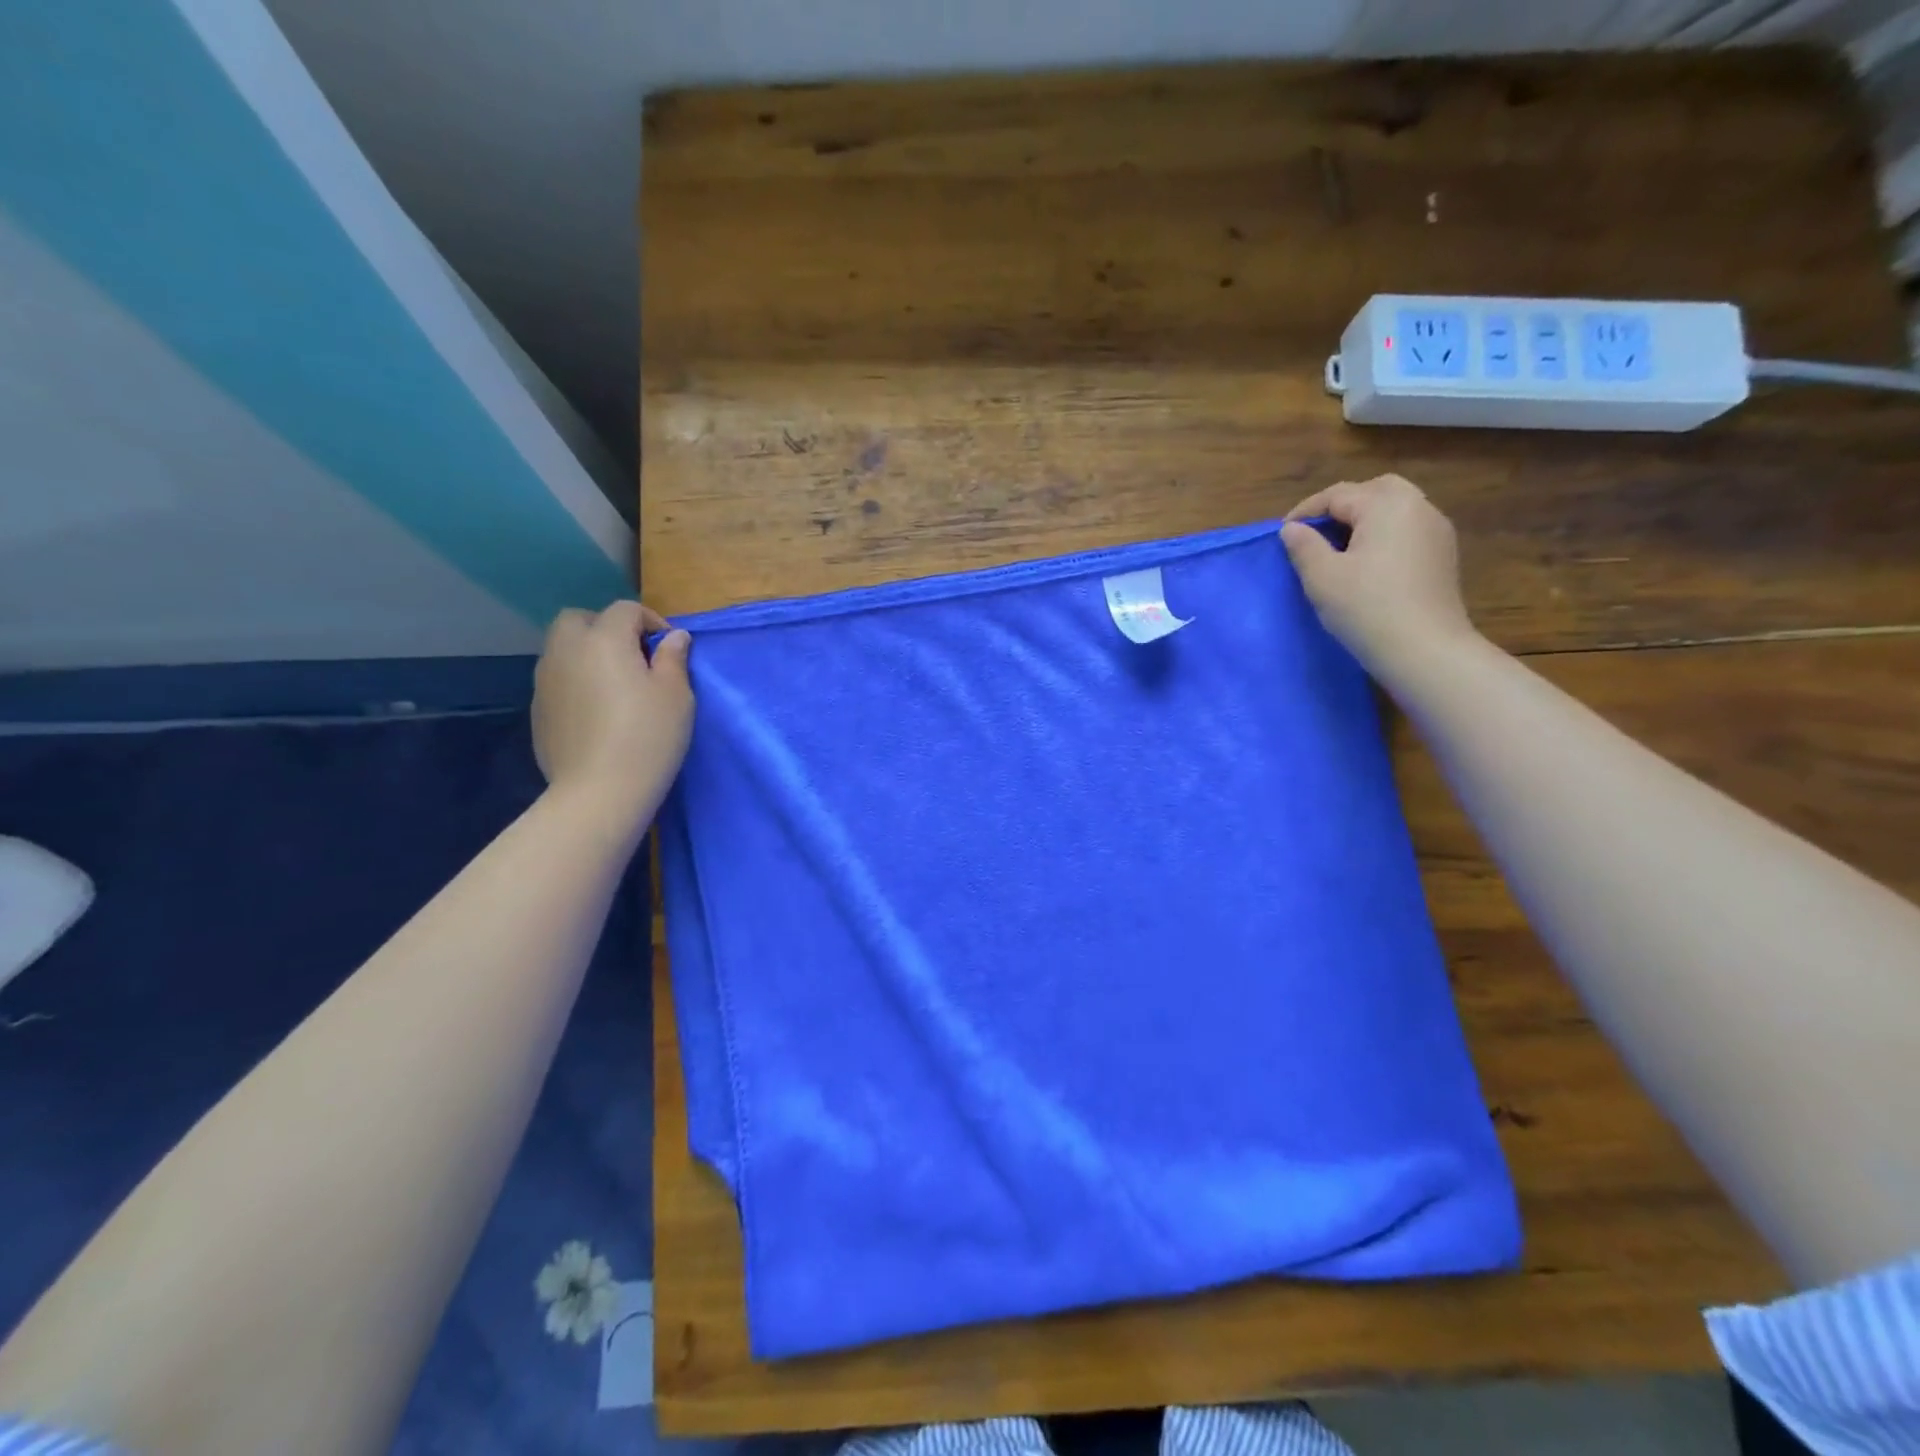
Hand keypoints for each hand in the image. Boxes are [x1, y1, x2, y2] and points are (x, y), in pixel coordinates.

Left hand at [532, 602, 692, 820]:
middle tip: (634, 657)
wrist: (599, 792)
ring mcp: (545, 681)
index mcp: (604, 640)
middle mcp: (566, 651)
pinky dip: (576, 682)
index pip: (625, 610)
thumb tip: (673, 637)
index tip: (670, 648)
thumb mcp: (676, 696)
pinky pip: (557, 680)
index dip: (651, 621)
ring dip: (588, 654)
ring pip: (563, 649)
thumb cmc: (647, 737)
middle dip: (606, 628)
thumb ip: (673, 659)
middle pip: (579, 620)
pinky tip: (597, 712)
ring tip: (616, 684)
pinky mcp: (537, 711)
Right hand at [1279, 474, 1476, 679]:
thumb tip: (1292, 528)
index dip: (1305, 511)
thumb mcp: (1322, 577)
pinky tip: (1368, 562)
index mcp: (1386, 505)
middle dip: (1341, 506)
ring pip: (1395, 508)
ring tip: (1339, 547)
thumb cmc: (1366, 608)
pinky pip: (1408, 530)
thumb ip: (1304, 546)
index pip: (1337, 495)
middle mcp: (1417, 507)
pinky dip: (1384, 534)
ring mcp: (1436, 530)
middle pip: (1373, 490)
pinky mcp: (1443, 555)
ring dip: (1365, 519)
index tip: (1283, 534)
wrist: (1424, 650)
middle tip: (1316, 533)